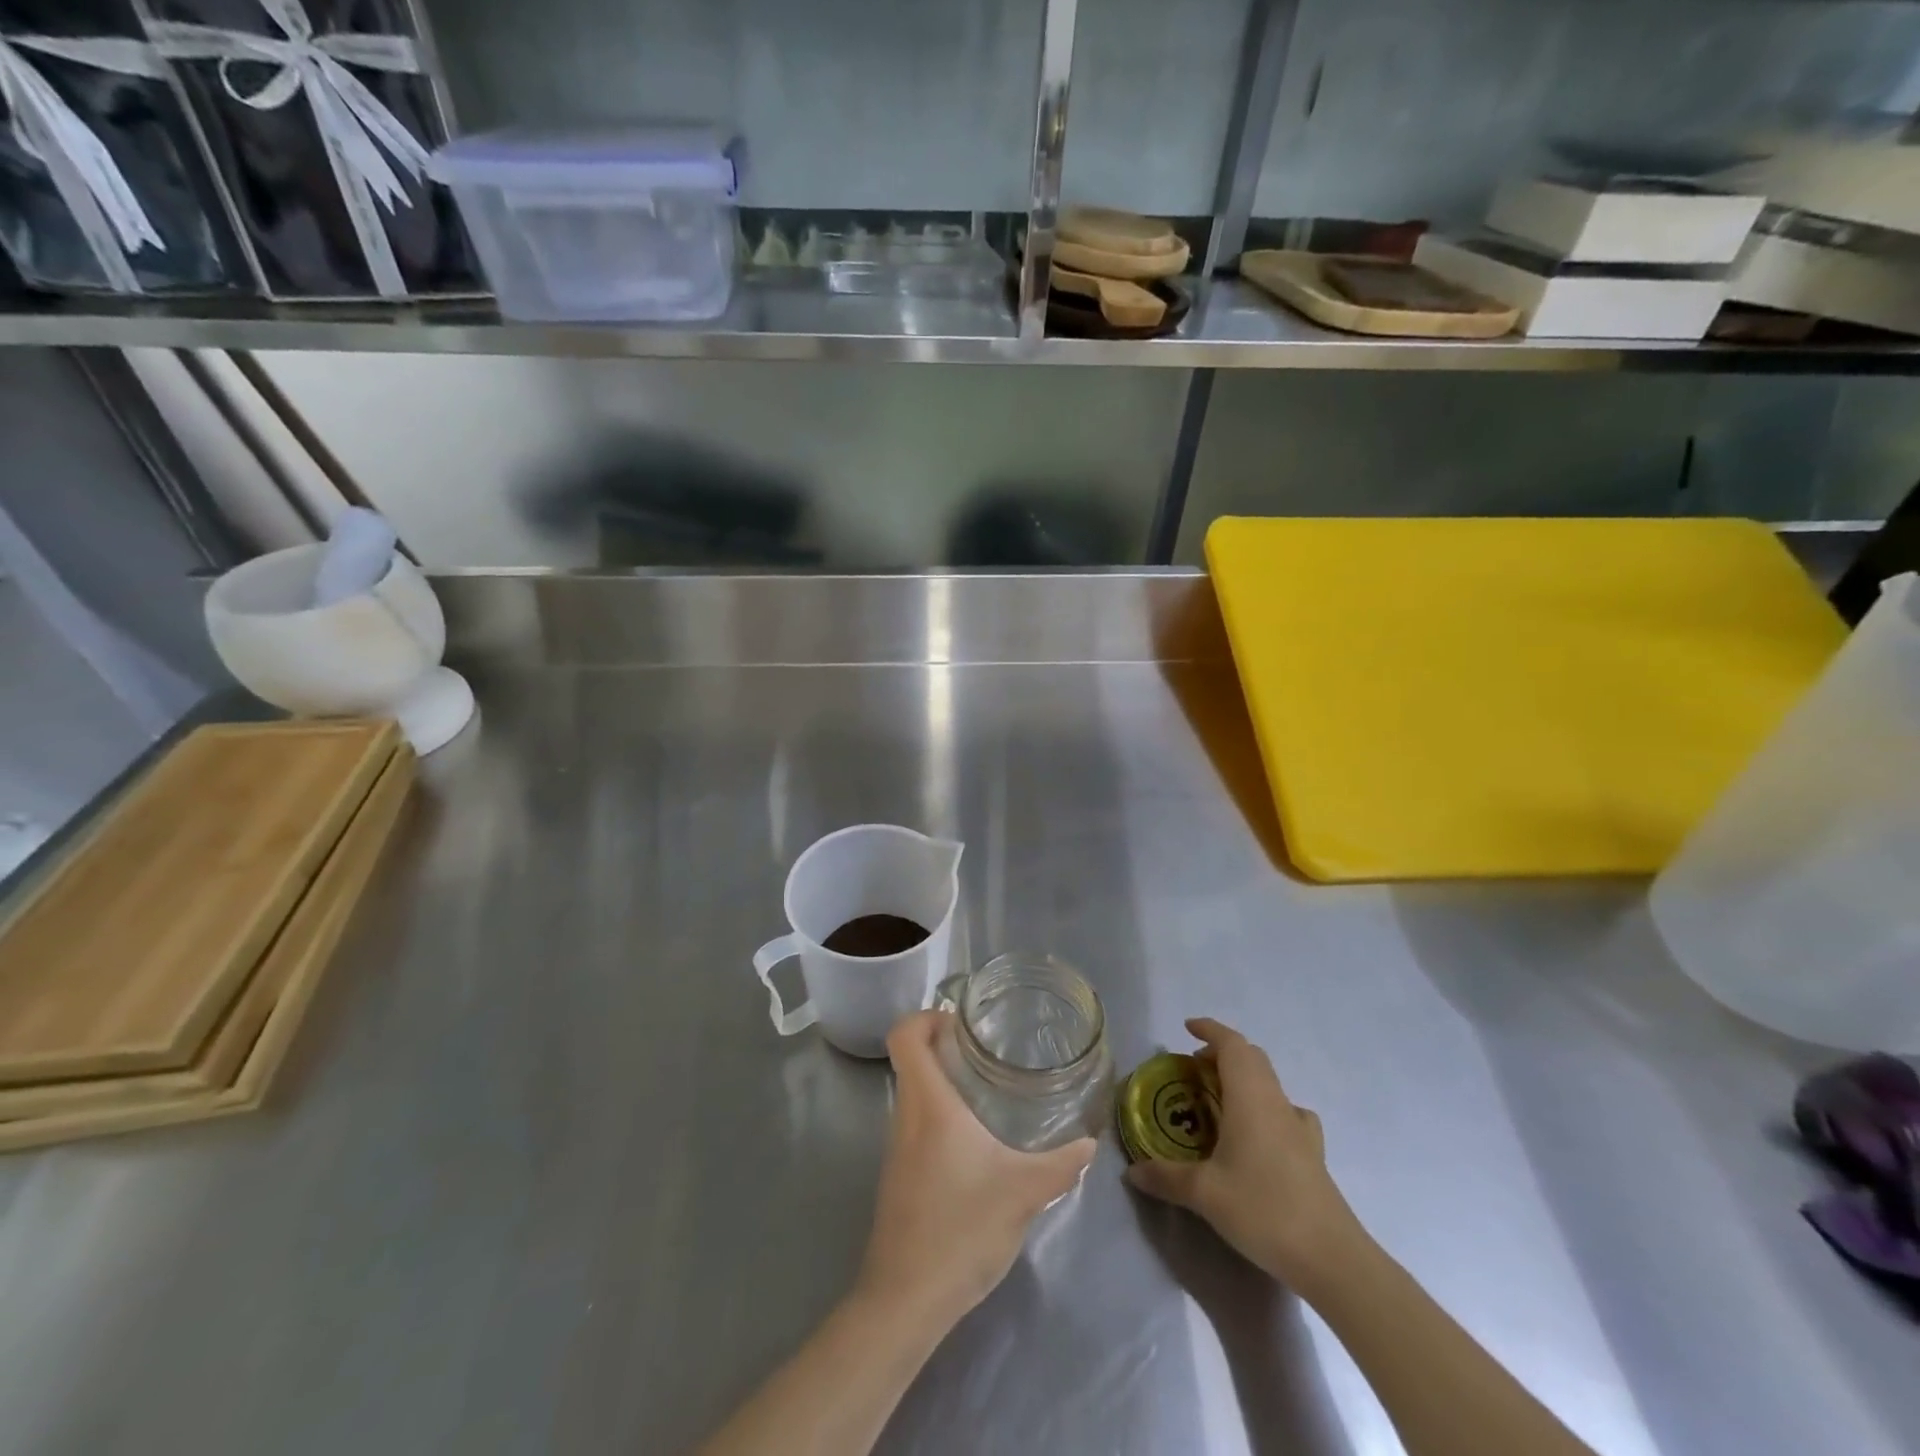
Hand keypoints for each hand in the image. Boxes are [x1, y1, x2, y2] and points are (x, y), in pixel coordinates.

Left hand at [855, 1011, 1095, 1330]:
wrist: (905, 1300)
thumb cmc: (961, 1229)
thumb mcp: (1023, 1193)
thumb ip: (1061, 1164)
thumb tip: (1090, 1142)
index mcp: (928, 1103)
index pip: (904, 1035)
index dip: (925, 1016)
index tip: (960, 1020)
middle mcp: (905, 1115)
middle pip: (910, 1058)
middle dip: (943, 1044)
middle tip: (985, 1048)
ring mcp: (896, 1147)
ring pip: (913, 1091)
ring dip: (942, 1079)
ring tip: (985, 1087)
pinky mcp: (898, 1175)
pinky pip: (915, 1122)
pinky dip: (939, 1113)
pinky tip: (974, 1140)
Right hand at [1126, 1017, 1366, 1291]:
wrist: (1332, 1258)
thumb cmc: (1263, 1209)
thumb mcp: (1204, 1194)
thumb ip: (1166, 1177)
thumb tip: (1132, 1171)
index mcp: (1250, 1097)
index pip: (1231, 1045)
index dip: (1210, 1030)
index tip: (1188, 1028)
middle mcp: (1276, 1102)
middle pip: (1252, 1058)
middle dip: (1222, 1053)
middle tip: (1194, 1068)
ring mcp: (1299, 1127)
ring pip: (1269, 1083)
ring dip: (1243, 1079)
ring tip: (1219, 1099)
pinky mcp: (1312, 1153)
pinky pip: (1286, 1112)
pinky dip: (1266, 1107)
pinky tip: (1258, 1134)